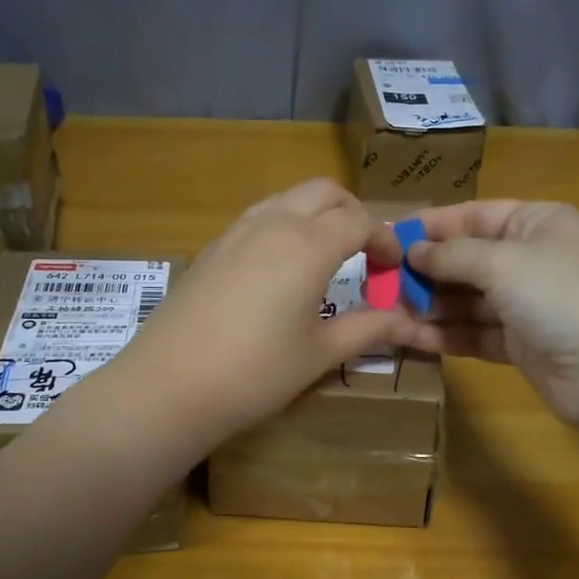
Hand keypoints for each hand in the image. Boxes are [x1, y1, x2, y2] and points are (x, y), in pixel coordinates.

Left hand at [108, 179, 413, 449]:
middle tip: (366, 253)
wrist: (169, 386)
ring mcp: (236, 231)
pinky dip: (284, 225)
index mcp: (308, 245)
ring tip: (327, 256)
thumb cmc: (256, 373)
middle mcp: (273, 223)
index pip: (359, 220)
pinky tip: (281, 269)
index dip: (385, 239)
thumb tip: (408, 321)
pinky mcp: (212, 247)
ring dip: (316, 214)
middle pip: (324, 192)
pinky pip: (259, 217)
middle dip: (353, 213)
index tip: (393, 268)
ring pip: (288, 198)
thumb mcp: (320, 353)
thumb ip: (369, 328)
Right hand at [395, 200, 578, 423]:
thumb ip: (453, 255)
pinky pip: (474, 333)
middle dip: (426, 270)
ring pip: (467, 300)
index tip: (388, 236)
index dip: (432, 225)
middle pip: (467, 259)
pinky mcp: (520, 344)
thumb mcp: (503, 262)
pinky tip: (411, 337)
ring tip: (387, 311)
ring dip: (430, 305)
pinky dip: (446, 334)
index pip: (474, 215)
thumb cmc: (560, 294)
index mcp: (536, 223)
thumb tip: (413, 250)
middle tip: (379, 281)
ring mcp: (526, 304)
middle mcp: (531, 259)